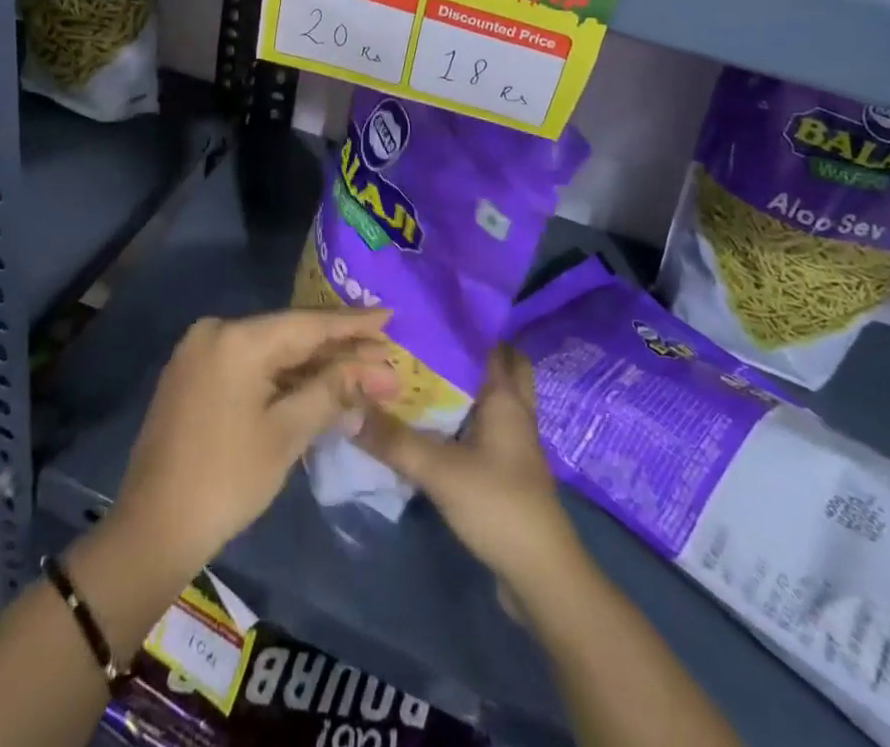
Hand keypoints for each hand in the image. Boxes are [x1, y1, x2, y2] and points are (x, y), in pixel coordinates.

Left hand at [113, 309, 400, 576]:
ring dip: (313, 364)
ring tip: (361, 369)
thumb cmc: (227, 480)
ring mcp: (200, 352)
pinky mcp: (195, 374)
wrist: (152, 528)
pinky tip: (317, 382)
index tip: (390, 315)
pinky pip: (250, 364)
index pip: (308, 324)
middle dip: (338, 349)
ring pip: (270, 350)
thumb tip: (379, 370)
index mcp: (237, 339)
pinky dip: (283, 375)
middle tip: (385, 355)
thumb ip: (333, 390)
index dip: (353, 323)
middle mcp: (216, 332)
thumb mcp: (286, 433)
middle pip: (290, 335)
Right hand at [357, 345, 581, 597]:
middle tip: (426, 342)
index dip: (462, 325)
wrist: (541, 576)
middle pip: (500, 366)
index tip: (425, 312)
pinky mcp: (507, 469)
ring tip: (420, 374)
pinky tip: (432, 423)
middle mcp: (514, 411)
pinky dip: (463, 417)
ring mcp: (514, 442)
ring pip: (492, 397)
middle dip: (469, 351)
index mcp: (506, 397)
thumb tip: (347, 406)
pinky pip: (484, 426)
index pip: (489, 344)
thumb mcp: (439, 470)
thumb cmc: (498, 505)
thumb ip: (393, 439)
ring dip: (465, 385)